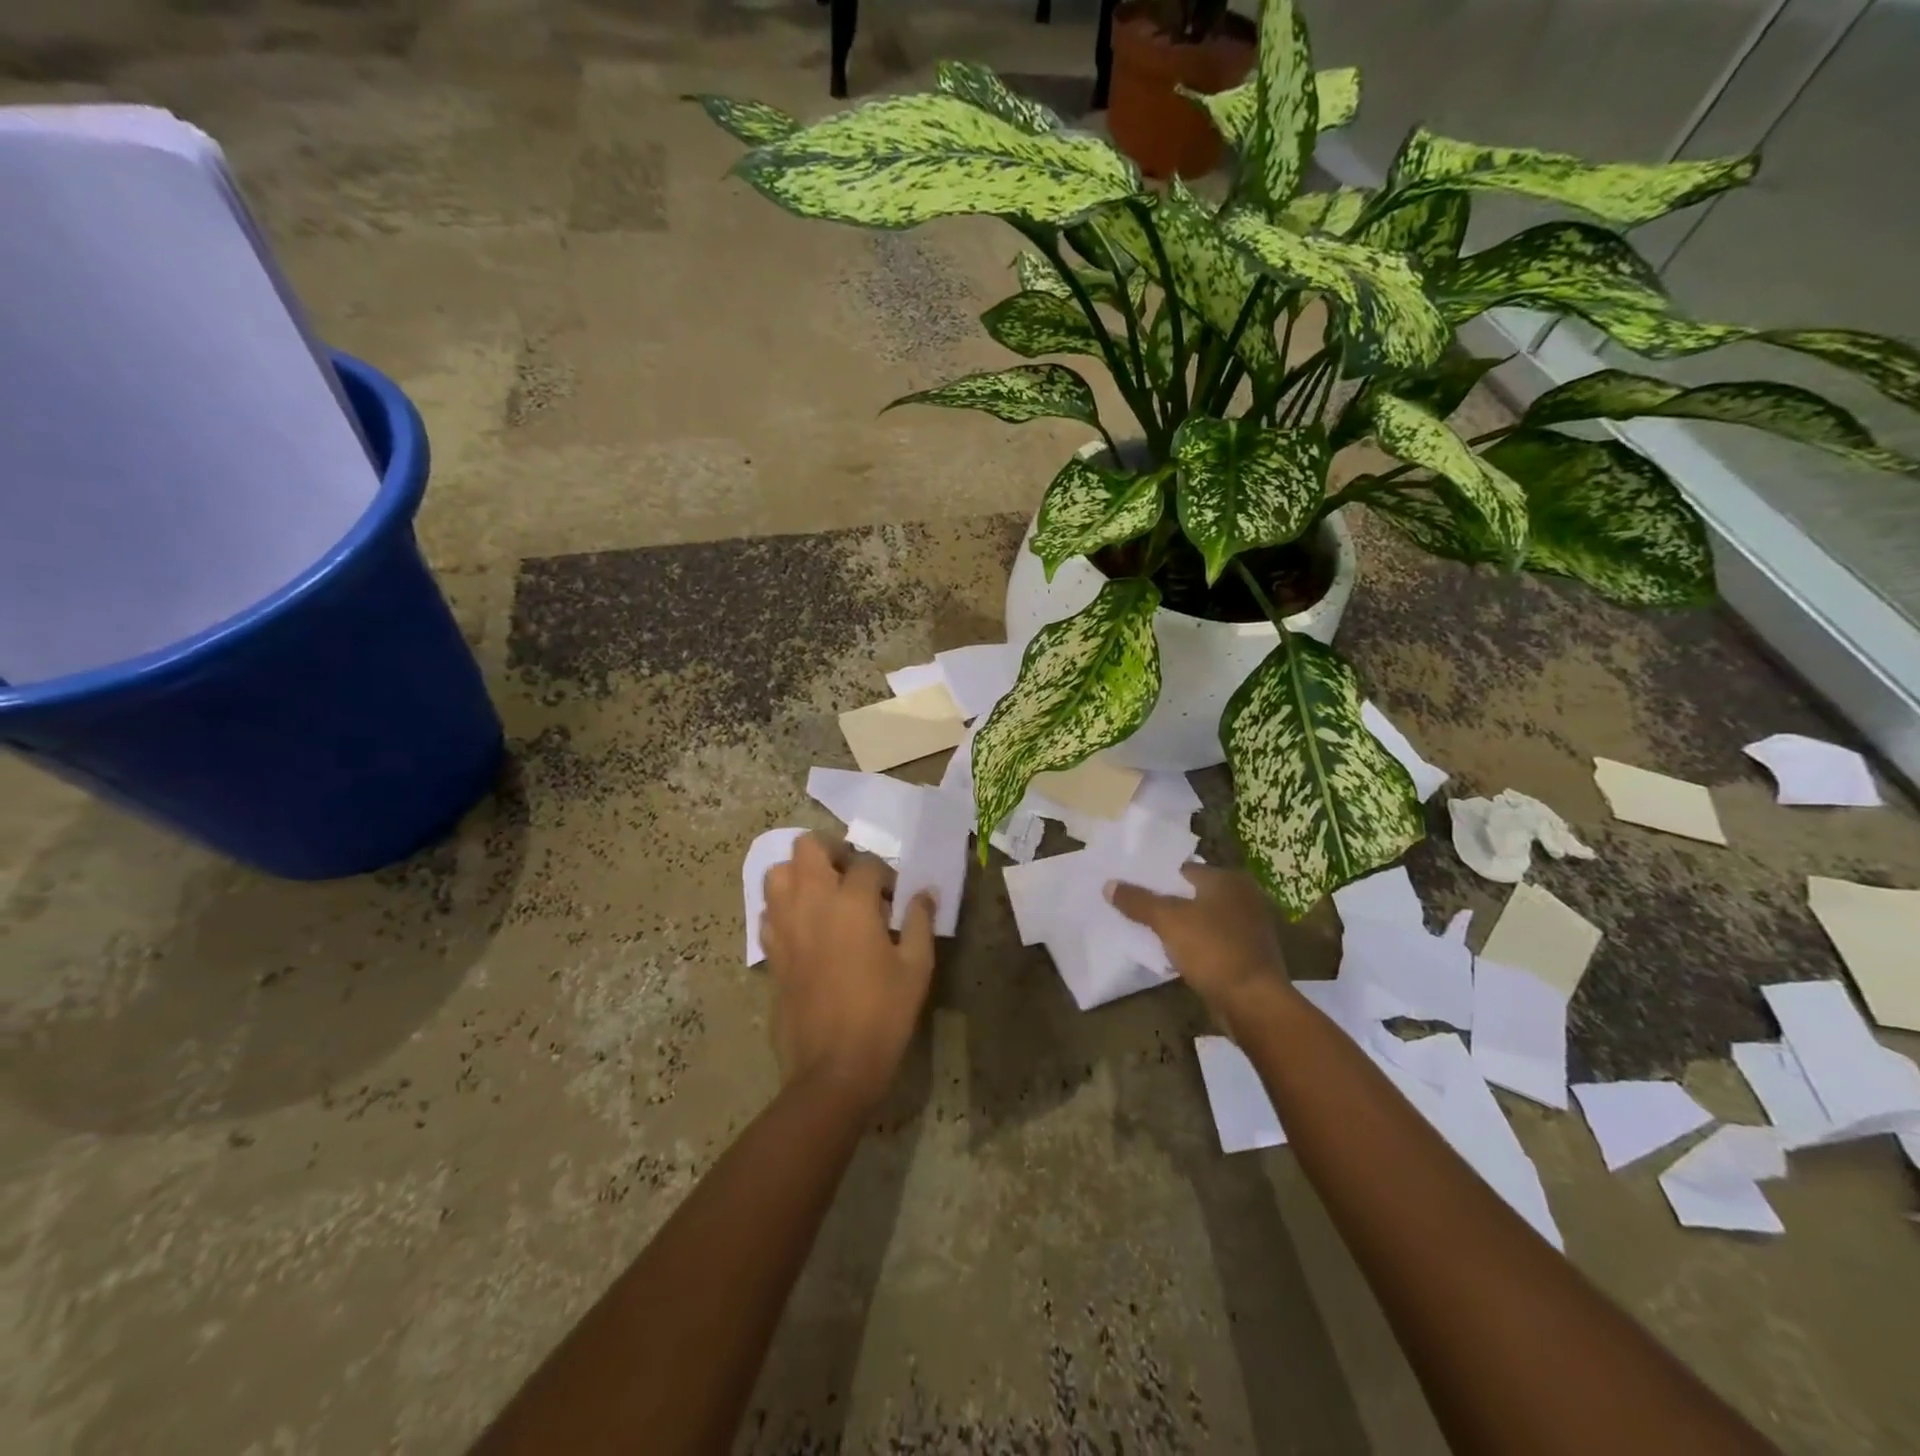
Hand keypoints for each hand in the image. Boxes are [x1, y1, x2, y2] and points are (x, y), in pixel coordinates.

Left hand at [760, 833, 935, 1110]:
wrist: (833, 1067)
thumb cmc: (883, 1014)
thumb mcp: (916, 967)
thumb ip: (920, 921)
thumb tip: (925, 891)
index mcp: (851, 903)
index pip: (866, 863)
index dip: (885, 874)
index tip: (896, 896)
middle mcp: (811, 903)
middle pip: (808, 847)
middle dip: (832, 851)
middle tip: (853, 876)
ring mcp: (785, 926)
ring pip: (777, 873)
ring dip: (800, 873)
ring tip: (825, 894)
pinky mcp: (770, 952)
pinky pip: (768, 911)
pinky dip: (784, 906)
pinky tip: (806, 927)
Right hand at [1107, 867, 1290, 1025]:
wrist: (1253, 1003)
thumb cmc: (1212, 949)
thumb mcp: (1167, 920)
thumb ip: (1137, 901)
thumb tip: (1109, 885)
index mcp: (1228, 880)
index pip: (1183, 869)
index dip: (1154, 877)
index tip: (1129, 888)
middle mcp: (1244, 897)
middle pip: (1192, 894)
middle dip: (1165, 902)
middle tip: (1132, 909)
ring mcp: (1249, 928)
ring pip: (1202, 919)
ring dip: (1179, 926)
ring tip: (1146, 931)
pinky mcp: (1248, 955)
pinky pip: (1211, 942)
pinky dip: (1194, 945)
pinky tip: (1172, 954)